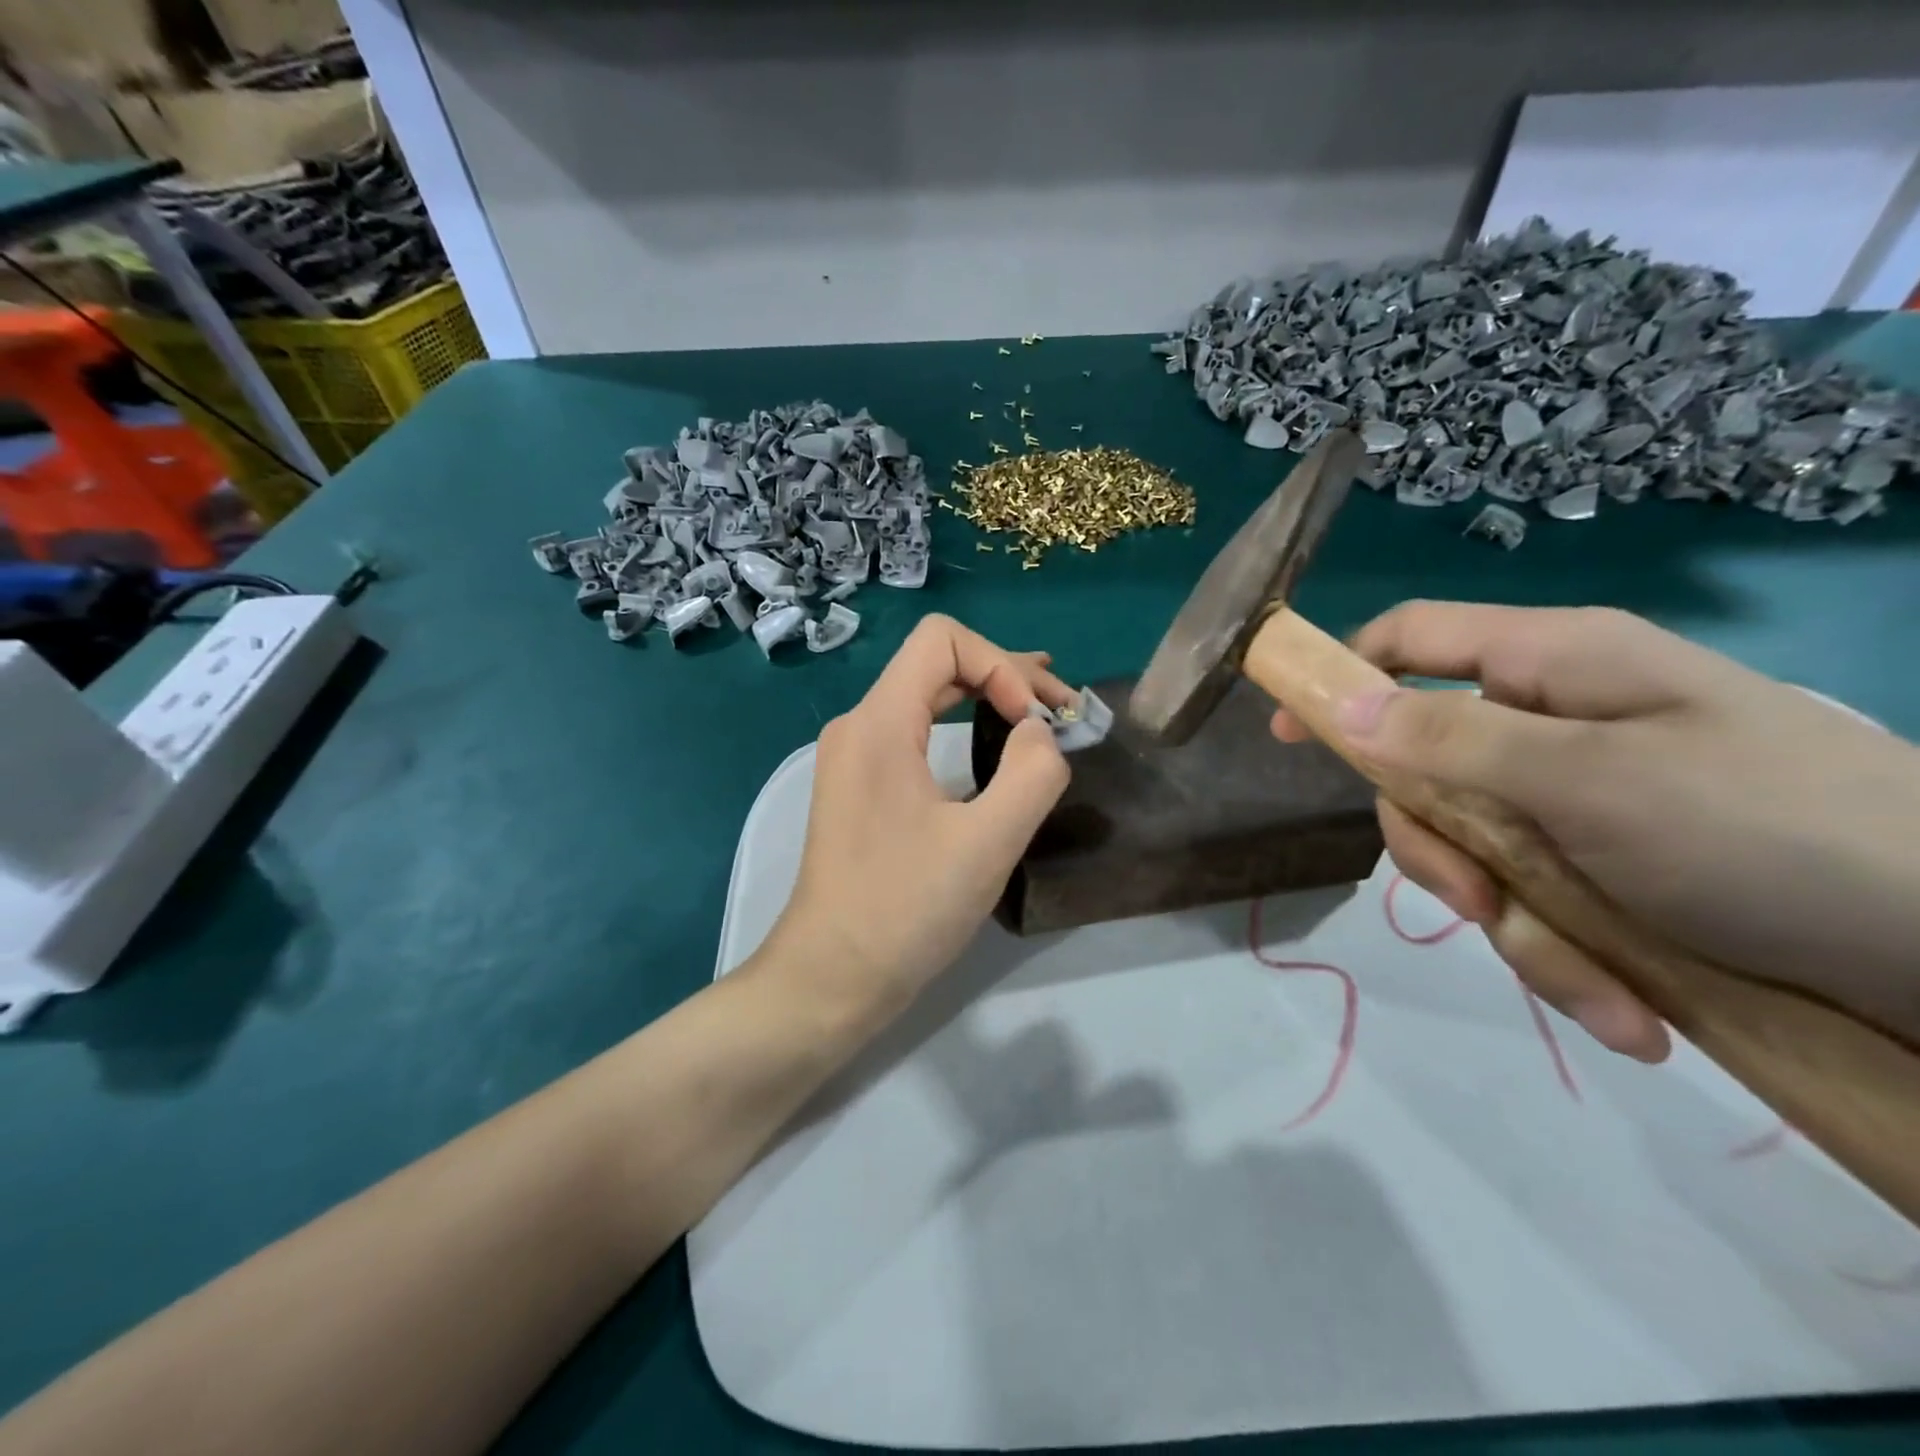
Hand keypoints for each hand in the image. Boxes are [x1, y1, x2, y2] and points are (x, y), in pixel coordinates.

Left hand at [759, 614, 1072, 1031]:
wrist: (830, 977)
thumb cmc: (905, 910)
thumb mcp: (988, 843)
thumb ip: (1032, 772)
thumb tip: (1038, 732)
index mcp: (879, 722)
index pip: (943, 639)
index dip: (1001, 665)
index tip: (1033, 725)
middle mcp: (859, 725)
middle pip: (937, 663)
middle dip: (1005, 676)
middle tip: (1062, 708)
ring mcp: (854, 756)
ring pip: (927, 696)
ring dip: (986, 698)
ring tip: (1039, 712)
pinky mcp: (860, 786)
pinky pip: (916, 732)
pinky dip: (963, 727)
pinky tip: (994, 746)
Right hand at [1274, 603, 1919, 1059]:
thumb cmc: (1767, 831)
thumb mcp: (1588, 779)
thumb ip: (1450, 738)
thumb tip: (1336, 706)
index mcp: (1551, 666)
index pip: (1410, 639)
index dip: (1341, 676)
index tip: (1288, 736)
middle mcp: (1555, 724)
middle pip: (1426, 768)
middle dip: (1441, 849)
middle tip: (1478, 906)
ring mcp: (1580, 800)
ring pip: (1478, 851)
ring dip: (1517, 928)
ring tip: (1597, 989)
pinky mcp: (1610, 868)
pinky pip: (1540, 904)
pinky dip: (1572, 962)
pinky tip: (1632, 1012)